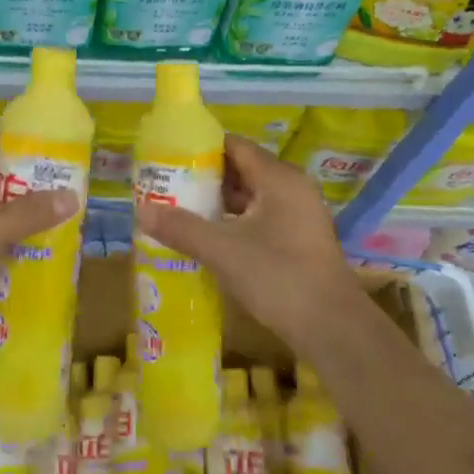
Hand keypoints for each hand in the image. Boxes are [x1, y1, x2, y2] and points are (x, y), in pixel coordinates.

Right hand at [133, 134, 359, 344]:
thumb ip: (182, 228)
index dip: (200, 149)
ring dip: (218, 202)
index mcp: (278, 178)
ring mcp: (298, 215)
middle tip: (166, 186)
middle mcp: (291, 188)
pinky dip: (234, 222)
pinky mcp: (299, 240)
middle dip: (204, 177)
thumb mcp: (223, 250)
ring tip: (179, 209)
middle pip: (242, 169)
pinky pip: (260, 218)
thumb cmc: (278, 277)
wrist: (332, 328)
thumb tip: (141, 210)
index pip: (235, 146)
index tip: (168, 158)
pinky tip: (208, 237)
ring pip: (251, 197)